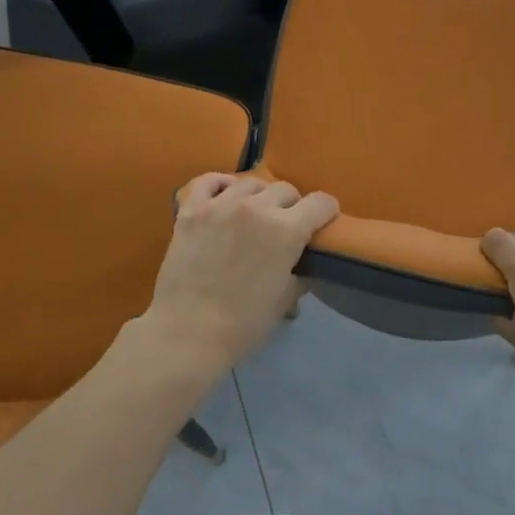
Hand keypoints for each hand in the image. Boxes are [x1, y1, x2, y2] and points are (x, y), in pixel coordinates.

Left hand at [140, 174, 338, 371]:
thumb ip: (299, 273)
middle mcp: (256, 208)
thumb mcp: (285, 300)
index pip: (321, 203)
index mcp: (287, 230)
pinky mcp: (191, 210)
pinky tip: (225, 196)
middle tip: (285, 227)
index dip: (326, 212)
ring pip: (251, 183)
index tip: (323, 223)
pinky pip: (209, 181)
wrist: (187, 333)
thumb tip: (303, 264)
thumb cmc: (243, 324)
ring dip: (259, 197)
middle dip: (292, 206)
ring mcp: (220, 205)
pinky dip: (221, 184)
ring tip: (254, 215)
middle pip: (286, 190)